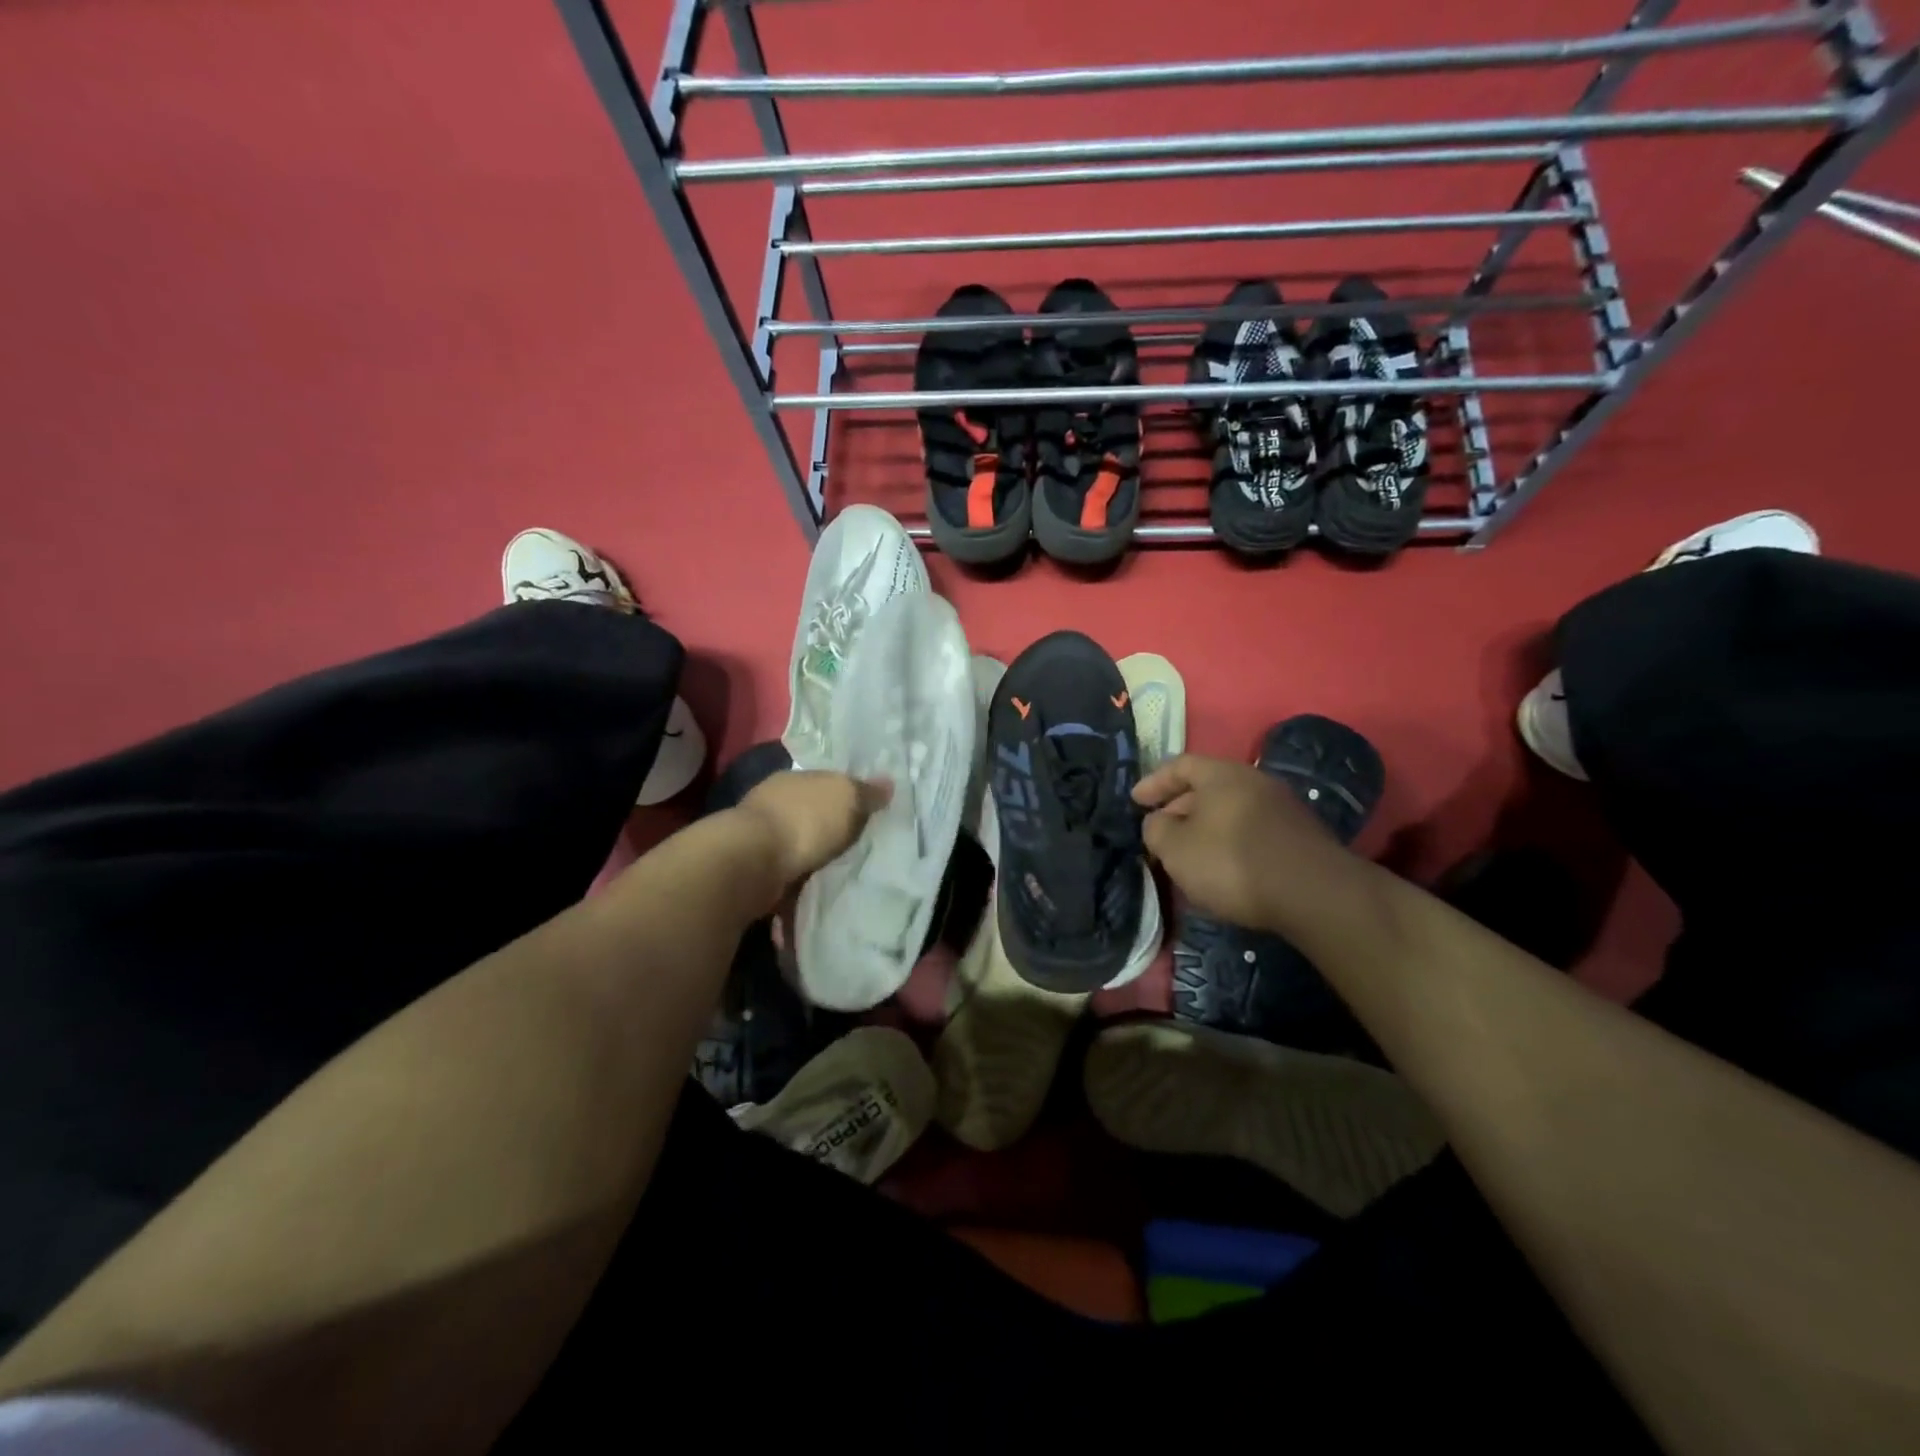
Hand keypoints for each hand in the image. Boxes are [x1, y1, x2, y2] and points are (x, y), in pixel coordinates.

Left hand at [736, 770, 891, 899]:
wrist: (753, 862)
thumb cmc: (804, 820)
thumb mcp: (846, 797)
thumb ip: (866, 792)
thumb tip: (888, 783)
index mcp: (794, 778)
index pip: (824, 781)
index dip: (846, 794)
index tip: (865, 811)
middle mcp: (773, 801)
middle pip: (810, 811)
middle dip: (828, 825)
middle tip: (857, 842)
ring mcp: (759, 835)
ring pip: (797, 841)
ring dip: (813, 854)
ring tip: (840, 868)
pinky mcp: (753, 866)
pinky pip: (787, 869)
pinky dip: (800, 876)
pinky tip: (816, 885)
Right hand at [1133, 754, 1347, 934]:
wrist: (1313, 894)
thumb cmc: (1232, 862)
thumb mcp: (1175, 848)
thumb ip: (1156, 830)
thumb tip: (1158, 822)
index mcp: (1221, 774)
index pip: (1180, 765)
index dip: (1154, 782)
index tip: (1136, 801)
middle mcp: (1254, 781)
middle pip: (1207, 788)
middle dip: (1179, 809)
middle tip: (1159, 832)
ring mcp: (1282, 807)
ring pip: (1230, 811)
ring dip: (1206, 829)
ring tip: (1188, 854)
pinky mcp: (1299, 837)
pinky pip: (1251, 831)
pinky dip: (1230, 843)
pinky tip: (1223, 869)